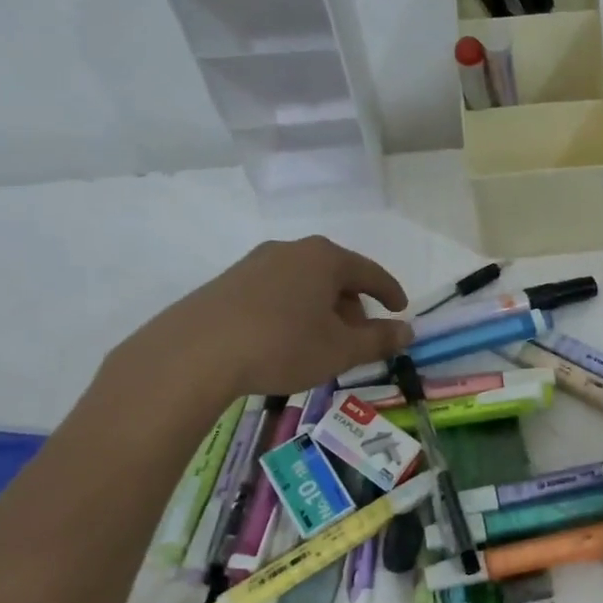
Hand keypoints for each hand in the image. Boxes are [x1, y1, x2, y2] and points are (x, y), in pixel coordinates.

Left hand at [108, 236, 412, 413]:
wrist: (195, 353)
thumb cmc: (283, 345)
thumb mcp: (341, 349)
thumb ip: (379, 339)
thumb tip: (407, 331)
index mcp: (325, 258)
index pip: (370, 272)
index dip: (390, 292)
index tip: (400, 309)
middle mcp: (292, 250)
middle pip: (336, 275)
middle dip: (353, 305)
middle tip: (359, 336)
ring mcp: (256, 263)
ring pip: (304, 283)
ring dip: (321, 309)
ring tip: (322, 342)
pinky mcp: (229, 282)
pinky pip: (276, 291)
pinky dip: (292, 310)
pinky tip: (285, 339)